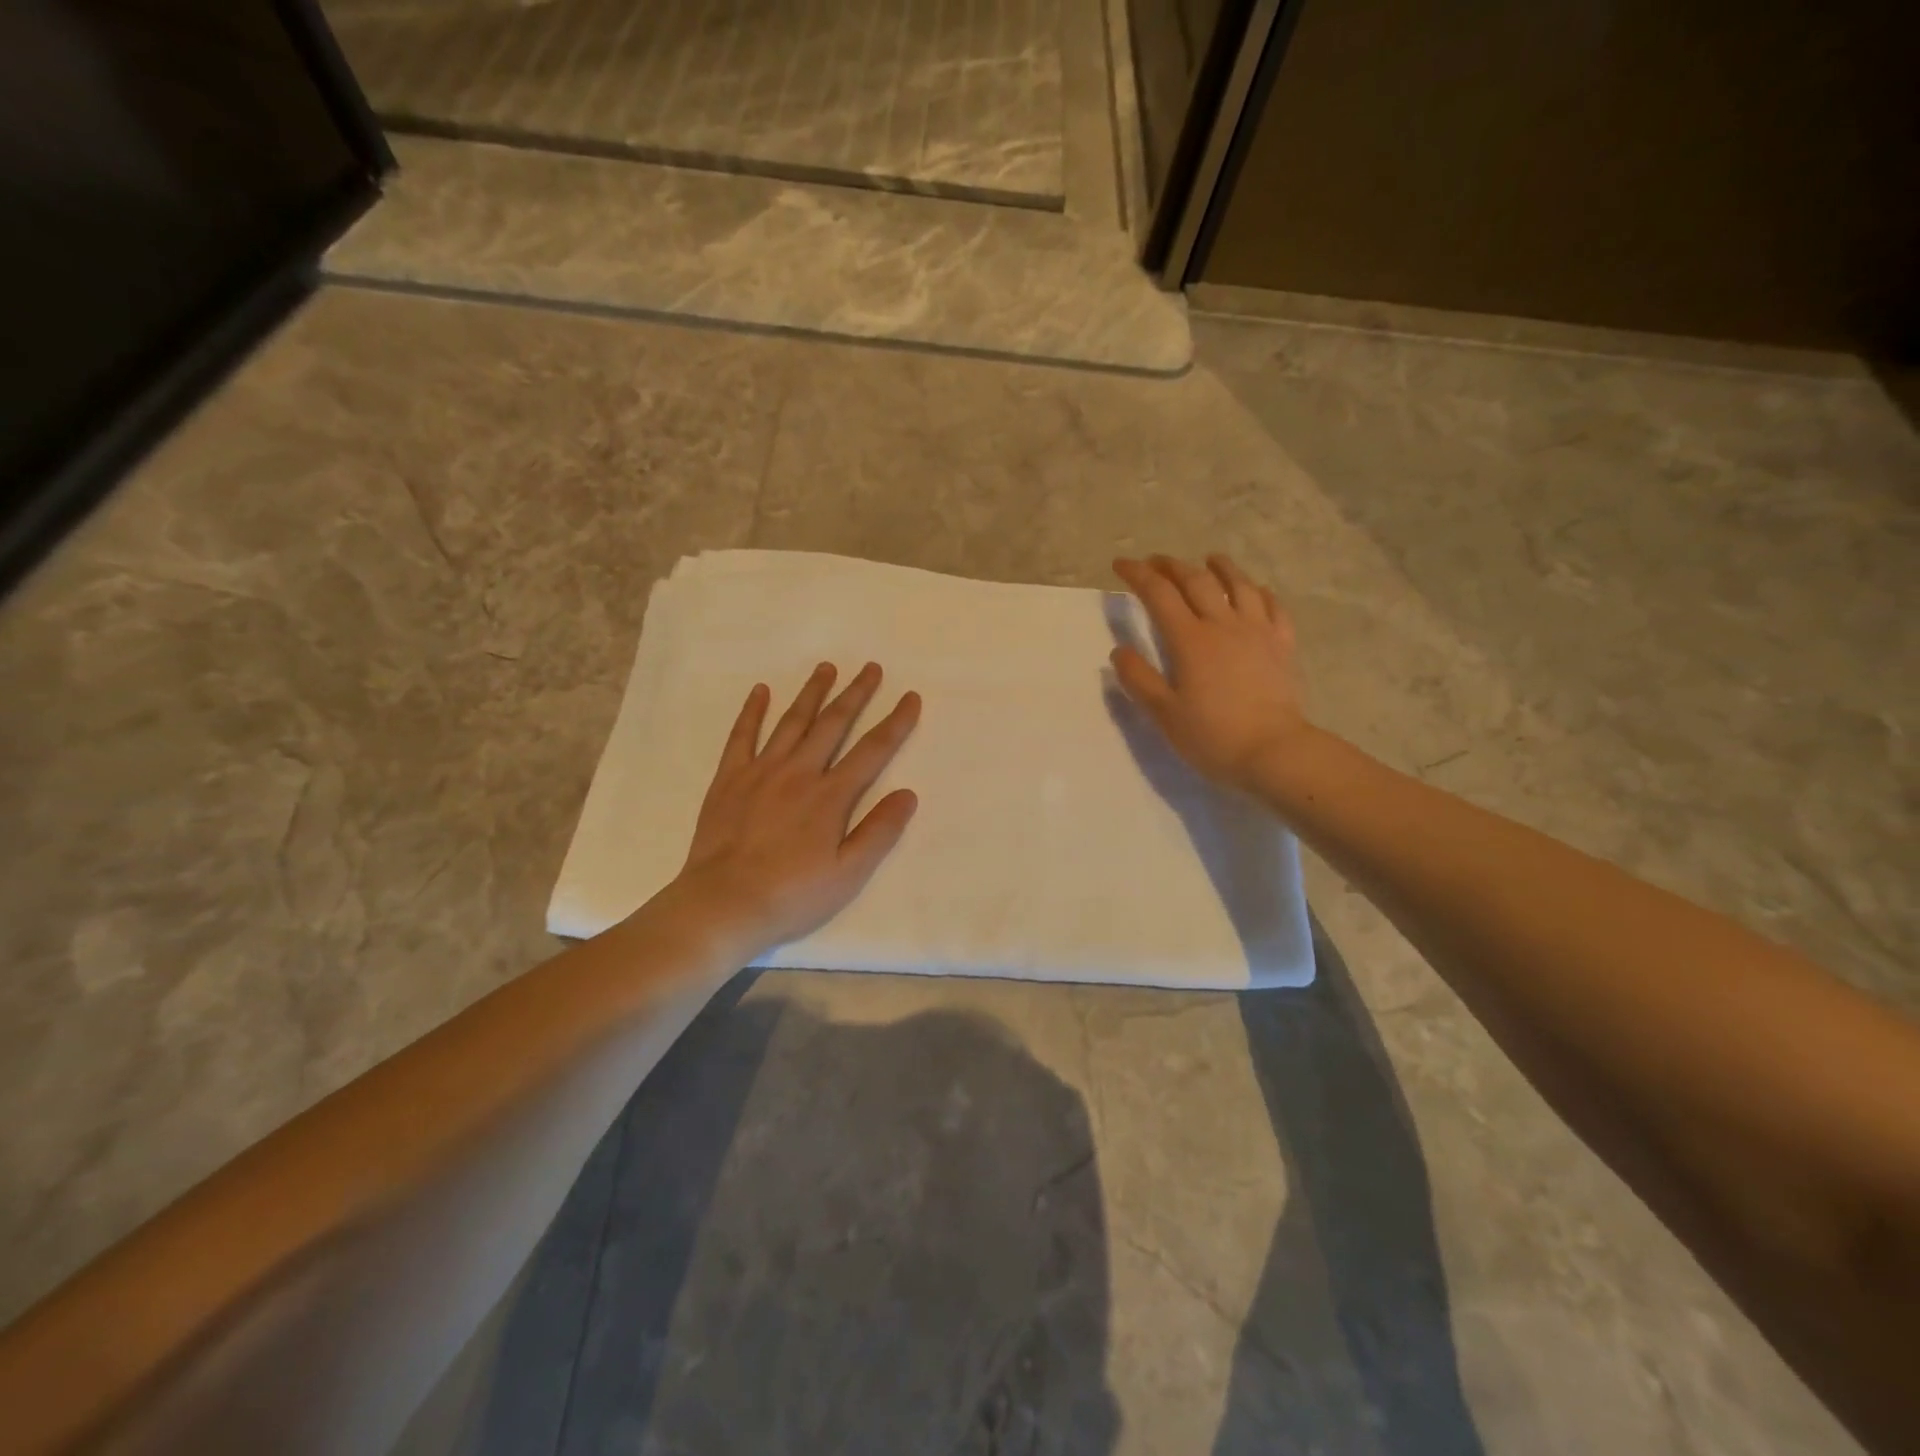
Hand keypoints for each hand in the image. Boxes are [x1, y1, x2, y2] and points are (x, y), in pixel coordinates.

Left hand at [665, 662, 920, 961]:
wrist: (723, 904)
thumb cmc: (792, 895)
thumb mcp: (848, 874)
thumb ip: (879, 832)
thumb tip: (908, 794)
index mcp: (831, 796)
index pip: (872, 750)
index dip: (895, 722)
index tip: (910, 697)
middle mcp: (799, 772)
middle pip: (833, 724)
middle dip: (855, 694)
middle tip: (870, 667)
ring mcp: (761, 771)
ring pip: (792, 721)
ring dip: (812, 693)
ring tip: (826, 667)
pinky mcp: (729, 779)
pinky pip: (742, 735)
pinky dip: (752, 711)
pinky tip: (760, 691)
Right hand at [1111, 554, 1314, 791]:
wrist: (1274, 752)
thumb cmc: (1213, 736)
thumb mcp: (1164, 714)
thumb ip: (1139, 679)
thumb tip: (1120, 651)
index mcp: (1190, 640)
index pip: (1158, 594)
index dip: (1137, 574)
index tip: (1120, 565)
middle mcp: (1223, 625)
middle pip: (1196, 581)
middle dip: (1172, 566)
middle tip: (1155, 562)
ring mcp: (1258, 632)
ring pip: (1239, 585)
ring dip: (1221, 567)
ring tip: (1209, 559)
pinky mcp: (1283, 645)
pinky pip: (1273, 607)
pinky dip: (1259, 592)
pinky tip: (1255, 591)